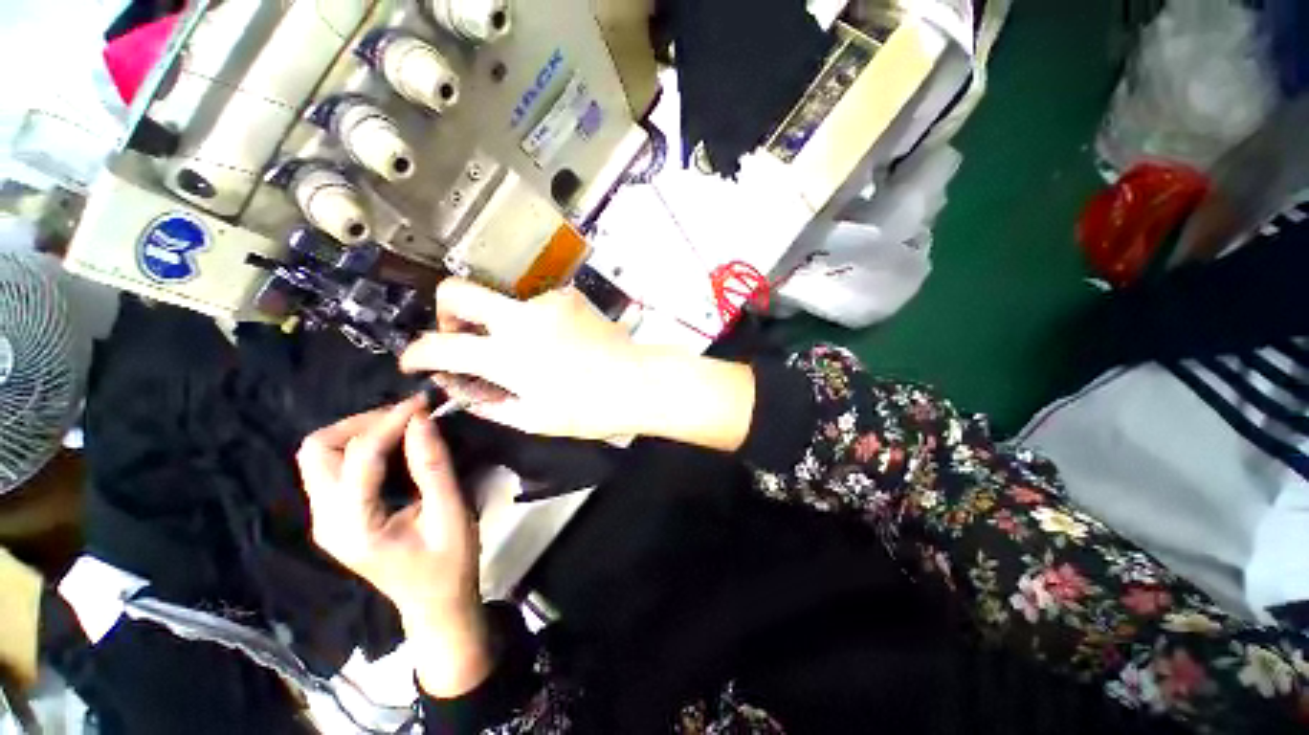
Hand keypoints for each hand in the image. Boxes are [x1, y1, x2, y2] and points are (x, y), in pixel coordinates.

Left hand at [297, 397, 489, 696]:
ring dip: (356, 432)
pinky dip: (358, 446)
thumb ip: (434, 467)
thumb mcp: (451, 514)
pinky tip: (392, 445)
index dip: (391, 422)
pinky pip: (332, 467)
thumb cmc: (449, 563)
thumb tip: (422, 420)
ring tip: (400, 426)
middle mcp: (325, 520)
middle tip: (407, 417)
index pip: (359, 456)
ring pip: (318, 455)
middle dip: (361, 423)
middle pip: (318, 450)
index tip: (423, 403)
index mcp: (353, 526)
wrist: (434, 603)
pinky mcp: (333, 517)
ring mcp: (324, 519)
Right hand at [402, 279, 756, 450]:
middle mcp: (521, 320)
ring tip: (526, 346)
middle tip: (461, 334)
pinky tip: (554, 338)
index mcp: (508, 357)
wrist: (637, 381)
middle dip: (446, 310)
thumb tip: (464, 390)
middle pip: (455, 290)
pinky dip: (533, 319)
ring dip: (500, 319)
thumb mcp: (534, 418)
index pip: (440, 346)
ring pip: (501, 297)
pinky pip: (535, 303)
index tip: (415, 360)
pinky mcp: (568, 296)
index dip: (416, 354)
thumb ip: (490, 403)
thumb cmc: (591, 408)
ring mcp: (546, 302)